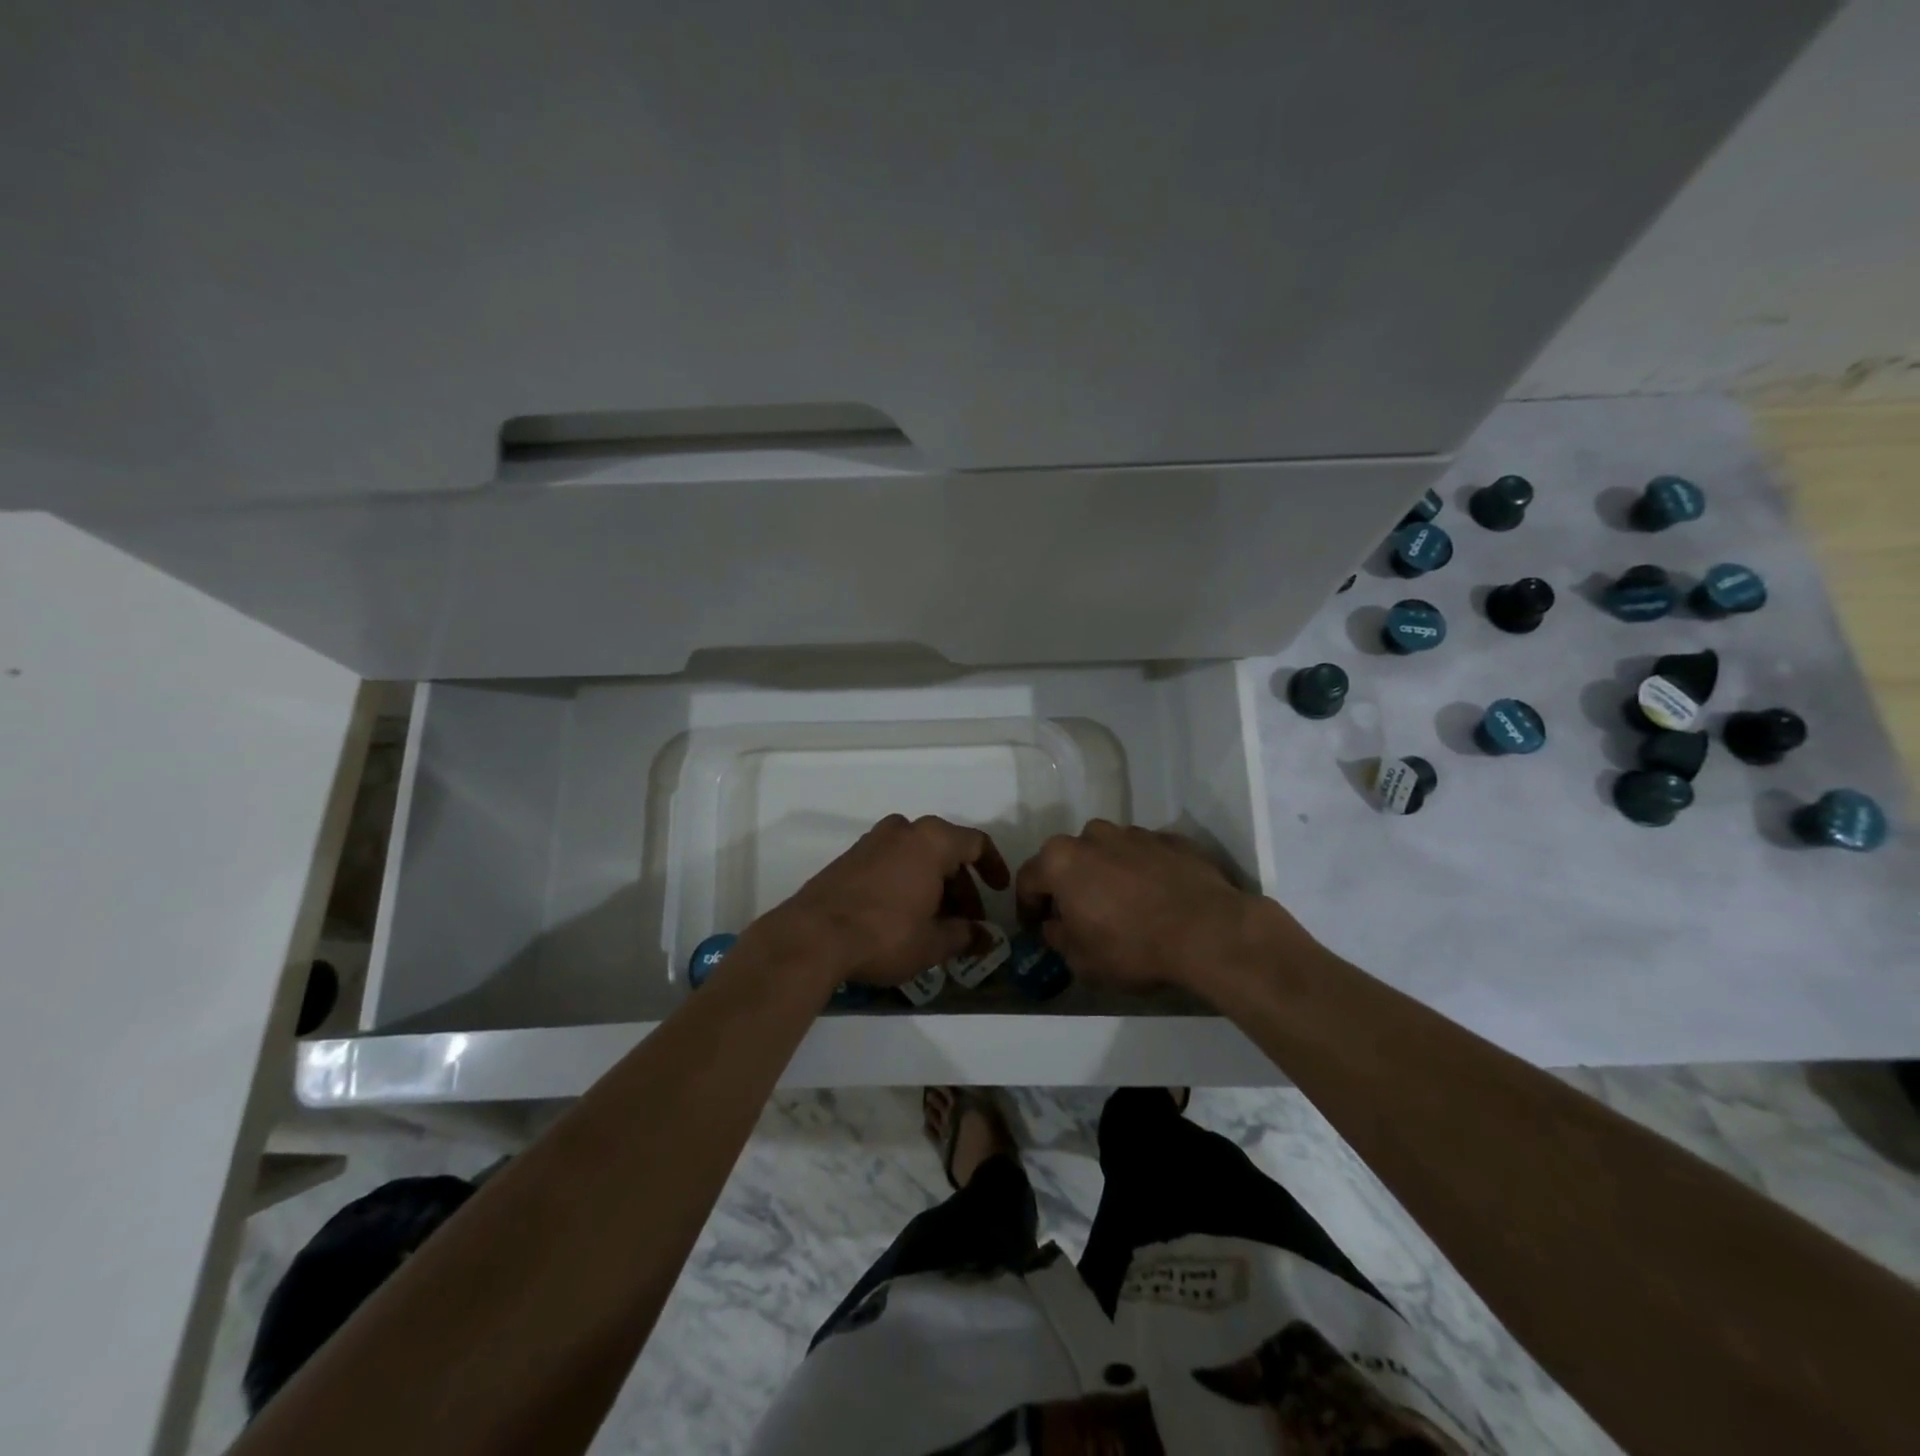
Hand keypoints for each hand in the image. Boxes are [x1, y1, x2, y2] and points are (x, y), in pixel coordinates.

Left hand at [752, 815, 1010, 989]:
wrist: (813, 936)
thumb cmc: (885, 934)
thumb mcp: (932, 943)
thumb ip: (965, 936)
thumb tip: (986, 938)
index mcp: (931, 840)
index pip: (976, 843)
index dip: (993, 867)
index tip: (999, 891)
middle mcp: (903, 831)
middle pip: (945, 850)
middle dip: (961, 886)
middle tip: (967, 920)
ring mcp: (872, 841)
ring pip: (916, 857)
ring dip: (933, 884)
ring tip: (937, 922)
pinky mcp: (849, 858)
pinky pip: (892, 863)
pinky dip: (907, 882)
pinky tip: (905, 916)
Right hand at [1015, 821, 1300, 994]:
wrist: (1208, 931)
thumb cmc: (1132, 947)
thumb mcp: (1081, 959)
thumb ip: (1058, 938)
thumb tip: (1056, 925)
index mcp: (1061, 861)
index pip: (1028, 879)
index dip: (1027, 906)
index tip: (1035, 926)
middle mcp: (1092, 836)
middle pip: (1067, 858)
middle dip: (1067, 884)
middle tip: (1077, 913)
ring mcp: (1134, 833)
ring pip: (1107, 851)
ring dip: (1105, 873)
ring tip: (1121, 904)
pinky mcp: (1171, 839)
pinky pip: (1144, 855)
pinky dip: (1141, 871)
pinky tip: (1155, 898)